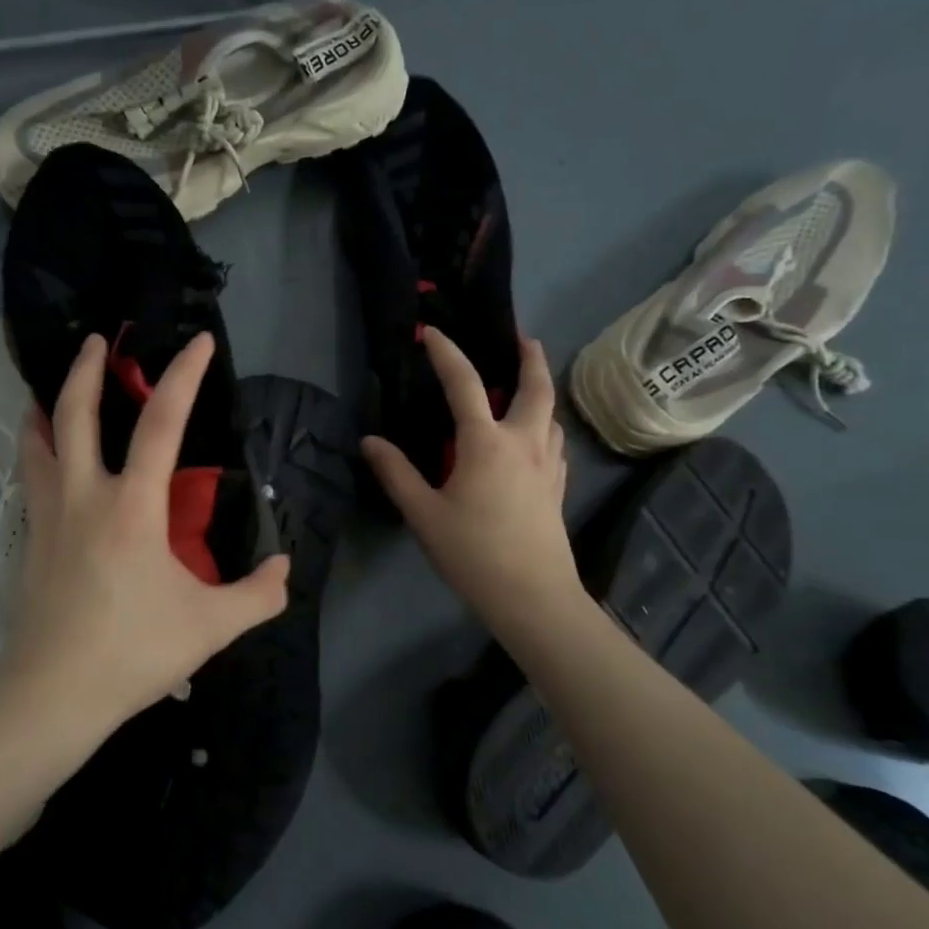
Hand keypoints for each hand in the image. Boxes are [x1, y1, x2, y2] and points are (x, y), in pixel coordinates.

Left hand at [2, 331, 290, 736]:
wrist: (52, 694)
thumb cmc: (133, 652)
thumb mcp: (211, 627)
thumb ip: (257, 595)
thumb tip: (284, 569)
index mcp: (132, 506)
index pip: (161, 424)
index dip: (184, 376)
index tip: (199, 341)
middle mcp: (84, 496)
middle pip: (75, 413)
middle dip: (86, 368)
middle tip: (98, 339)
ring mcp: (48, 515)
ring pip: (39, 442)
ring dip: (49, 405)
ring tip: (55, 388)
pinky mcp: (29, 539)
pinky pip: (31, 478)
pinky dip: (37, 451)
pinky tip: (46, 458)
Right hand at [363, 328, 582, 639]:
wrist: (532, 596)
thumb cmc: (473, 553)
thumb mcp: (423, 514)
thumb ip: (396, 473)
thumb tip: (370, 442)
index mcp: (486, 442)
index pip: (464, 383)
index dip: (446, 352)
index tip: (432, 333)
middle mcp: (523, 442)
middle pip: (536, 387)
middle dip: (531, 358)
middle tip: (524, 339)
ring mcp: (547, 464)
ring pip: (551, 414)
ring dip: (541, 392)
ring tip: (527, 388)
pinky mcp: (557, 486)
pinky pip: (554, 442)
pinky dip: (545, 425)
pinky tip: (535, 440)